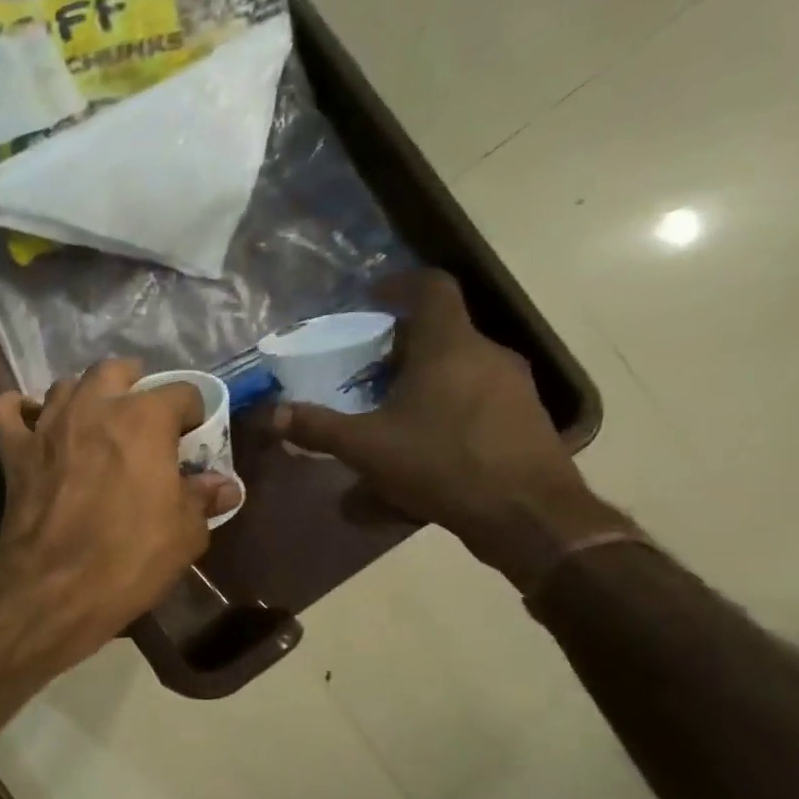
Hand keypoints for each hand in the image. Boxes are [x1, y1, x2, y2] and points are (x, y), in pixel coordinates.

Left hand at [0, 359, 238, 662]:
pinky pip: (5, 410)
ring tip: (92, 422)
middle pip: (114, 371)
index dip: (192, 412)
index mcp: (144, 419)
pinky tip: (29, 423)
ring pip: (63, 385)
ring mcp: (47, 426)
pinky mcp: (13, 450)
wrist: (55, 587)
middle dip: (133, 385)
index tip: (193, 436)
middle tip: (141, 416)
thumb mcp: (185, 533)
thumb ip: (202, 498)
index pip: (180, 392)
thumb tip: (222, 485)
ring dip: (81, 396)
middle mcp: (92, 407)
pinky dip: (16, 410)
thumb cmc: (129, 558)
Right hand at [272, 270, 631, 589]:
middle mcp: (488, 354)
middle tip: (362, 363)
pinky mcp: (525, 415)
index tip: (371, 295)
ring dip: (422, 371)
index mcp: (450, 347)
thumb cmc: (442, 465)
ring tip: (386, 401)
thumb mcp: (366, 448)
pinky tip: (422, 433)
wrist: (528, 515)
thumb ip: (316, 427)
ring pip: (459, 361)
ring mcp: (513, 385)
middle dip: (399, 340)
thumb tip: (271, 413)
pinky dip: (445, 396)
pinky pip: (476, 389)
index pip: (431, 289)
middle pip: (441, 329)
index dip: (399, 284)